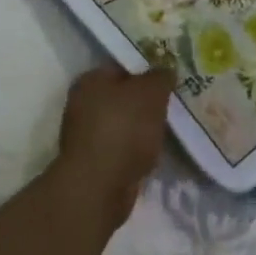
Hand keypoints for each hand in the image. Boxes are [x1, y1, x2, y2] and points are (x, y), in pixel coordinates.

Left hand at [54, 64, 173, 227]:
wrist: (99, 188)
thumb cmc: (124, 129)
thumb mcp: (152, 92)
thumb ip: (161, 76)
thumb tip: (165, 71)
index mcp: (91, 80)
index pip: (124, 66)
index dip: (148, 69)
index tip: (170, 77)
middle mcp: (83, 104)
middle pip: (124, 96)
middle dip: (147, 100)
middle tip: (173, 101)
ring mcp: (86, 136)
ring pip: (124, 124)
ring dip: (143, 127)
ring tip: (168, 128)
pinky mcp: (94, 164)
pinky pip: (123, 148)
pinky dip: (137, 150)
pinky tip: (155, 152)